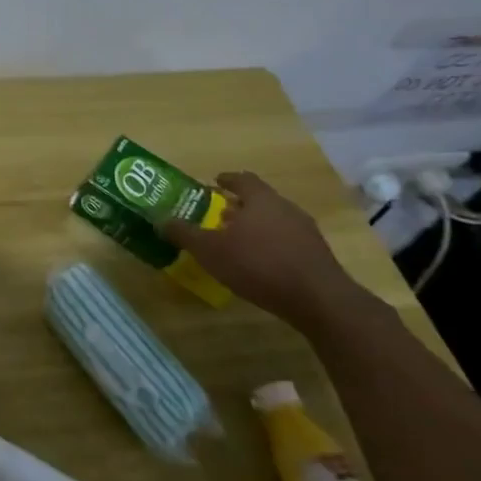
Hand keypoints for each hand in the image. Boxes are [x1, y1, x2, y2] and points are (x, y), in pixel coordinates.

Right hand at [161, 171, 361, 329]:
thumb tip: (161, 220)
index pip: (242, 179)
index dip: (226, 180)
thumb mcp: (210, 250)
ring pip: (275, 220)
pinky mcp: (317, 255)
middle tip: (219, 215)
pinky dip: (271, 244)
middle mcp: (286, 208)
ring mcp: (306, 231)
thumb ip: (184, 233)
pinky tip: (260, 263)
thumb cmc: (258, 265)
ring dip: (256, 226)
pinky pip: (288, 240)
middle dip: (239, 206)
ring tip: (237, 241)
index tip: (213, 184)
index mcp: (261, 199)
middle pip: (260, 199)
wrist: (319, 301)